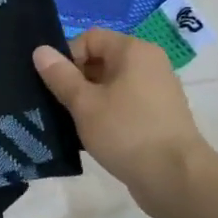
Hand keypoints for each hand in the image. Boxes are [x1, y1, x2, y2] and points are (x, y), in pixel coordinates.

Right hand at [33, 30, 212, 211]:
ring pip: (111, 84)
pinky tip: (95, 135)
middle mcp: (150, 63)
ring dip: (89, 99)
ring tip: (74, 122)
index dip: (68, 57)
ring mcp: (157, 90)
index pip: (90, 38)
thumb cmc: (127, 132)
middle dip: (76, 79)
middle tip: (61, 105)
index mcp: (134, 51)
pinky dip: (107, 113)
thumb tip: (40, 50)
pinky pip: (124, 103)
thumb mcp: (84, 103)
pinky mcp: (159, 115)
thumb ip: (60, 75)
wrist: (176, 178)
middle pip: (100, 59)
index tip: (57, 85)